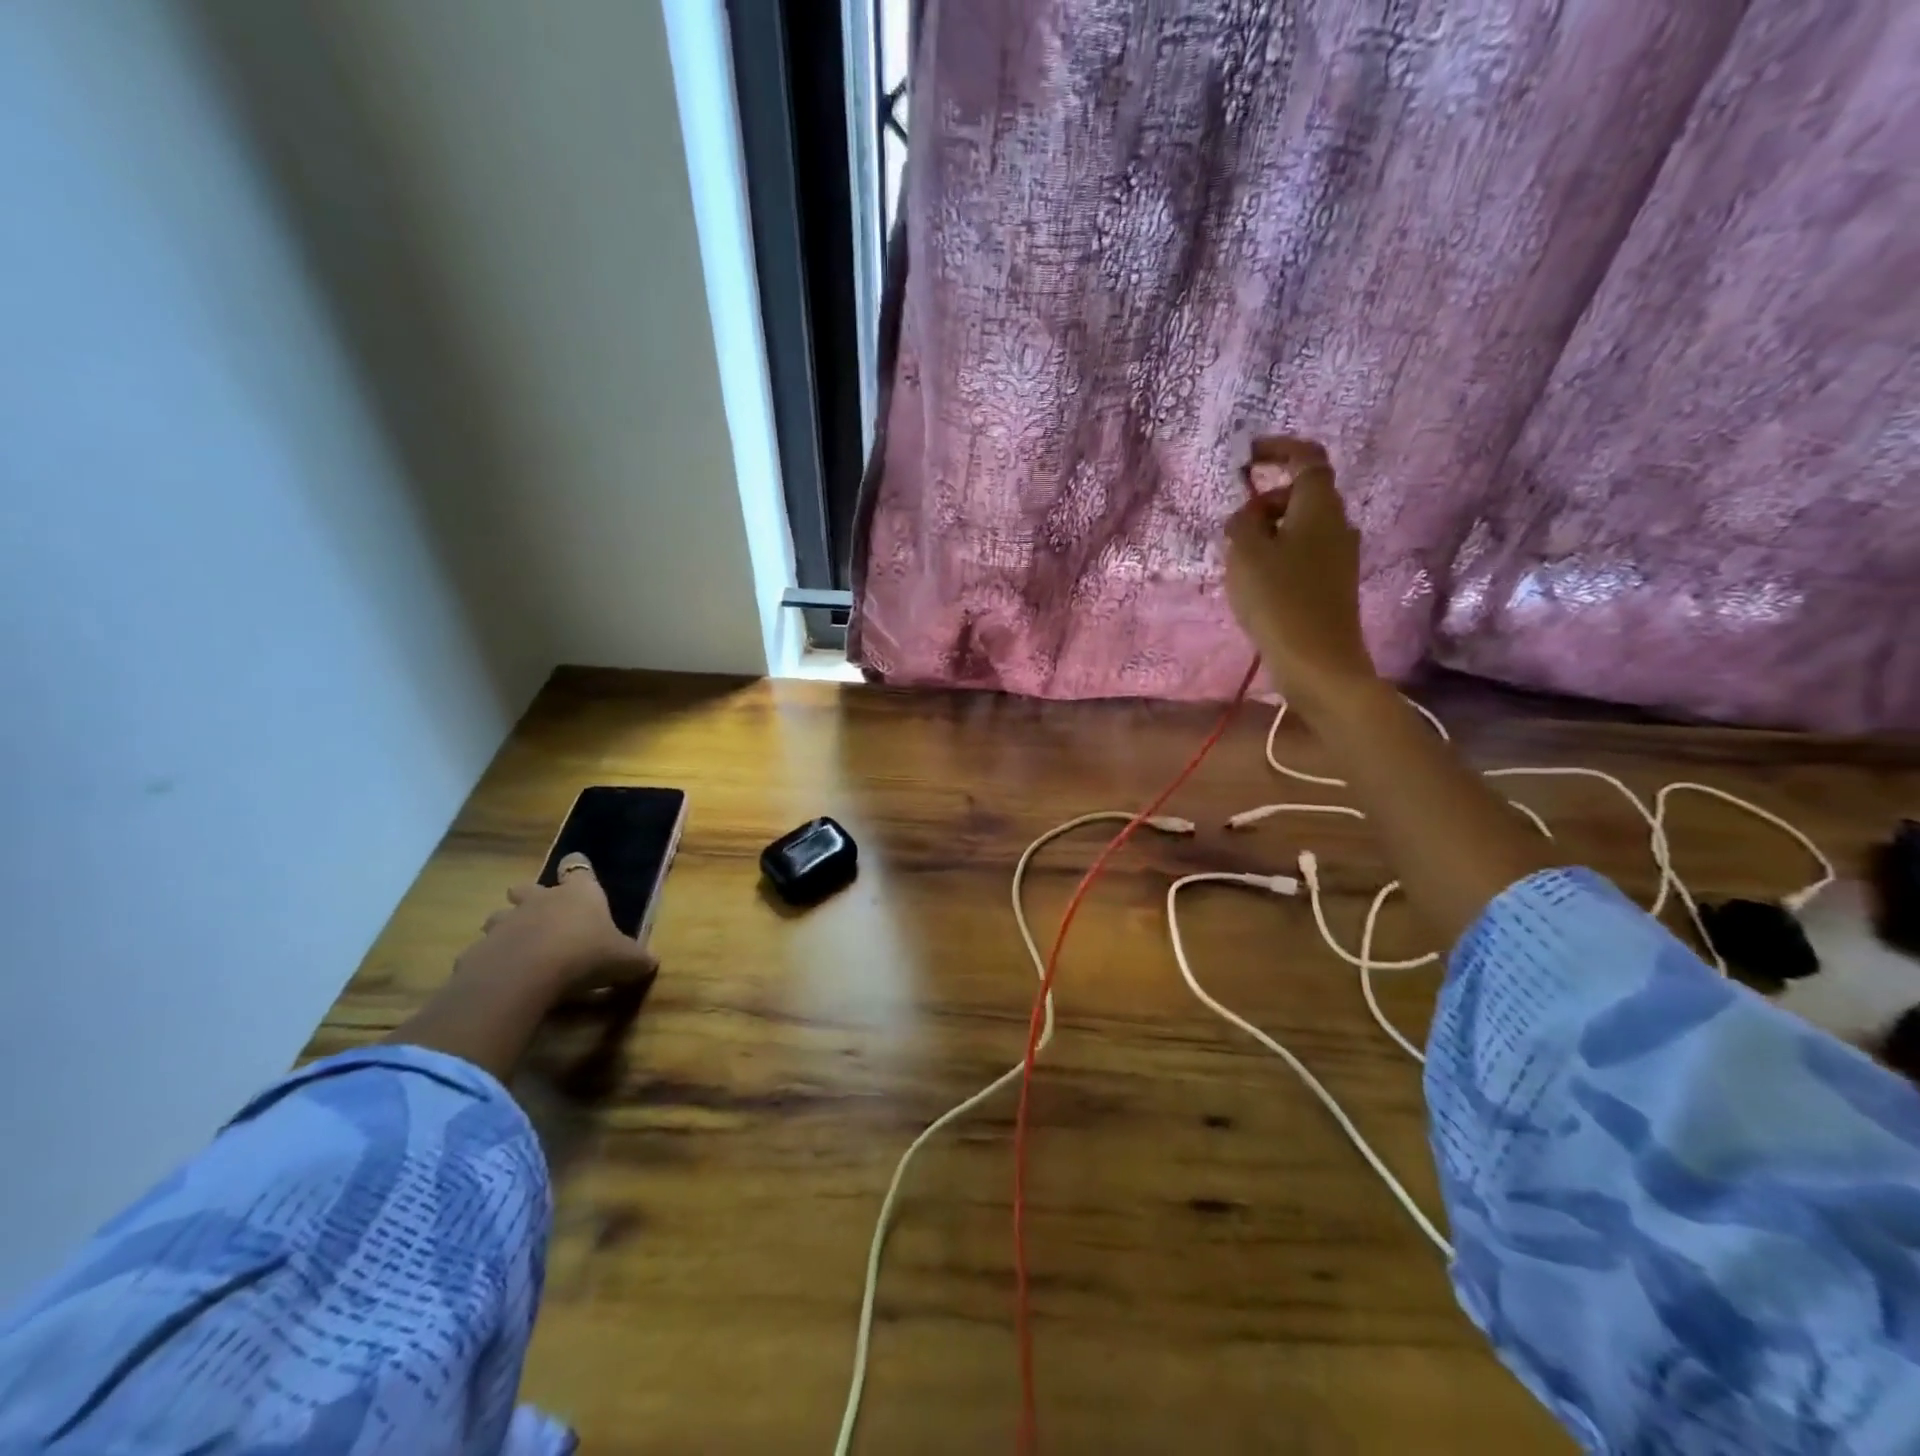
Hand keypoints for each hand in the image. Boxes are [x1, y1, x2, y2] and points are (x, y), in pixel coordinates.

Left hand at [455, 853, 656, 1000]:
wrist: (526, 975)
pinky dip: (493, 960)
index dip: (577, 868)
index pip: (577, 867)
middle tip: (540, 914)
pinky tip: (504, 978)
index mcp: (579, 894)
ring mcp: (506, 923)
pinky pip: (485, 951)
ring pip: (500, 916)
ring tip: (518, 948)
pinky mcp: (480, 950)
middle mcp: (541, 900)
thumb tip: (651, 962)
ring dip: (507, 928)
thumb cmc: (585, 954)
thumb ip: (637, 959)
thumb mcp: (624, 960)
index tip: (576, 869)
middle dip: (529, 896)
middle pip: (527, 887)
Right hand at [1224, 436, 1377, 711]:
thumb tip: (1248, 515)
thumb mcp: (1245, 554)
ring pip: (1300, 528)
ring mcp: (1340, 557)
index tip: (1248, 457)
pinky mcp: (1334, 585)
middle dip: (1265, 501)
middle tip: (1233, 527)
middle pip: (1301, 495)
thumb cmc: (1279, 600)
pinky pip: (1303, 555)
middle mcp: (1338, 524)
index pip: (1306, 458)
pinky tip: (1257, 585)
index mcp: (1320, 506)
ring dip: (1269, 533)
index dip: (1278, 449)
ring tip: (1238, 561)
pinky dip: (1279, 557)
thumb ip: (1241, 523)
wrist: (1318, 662)